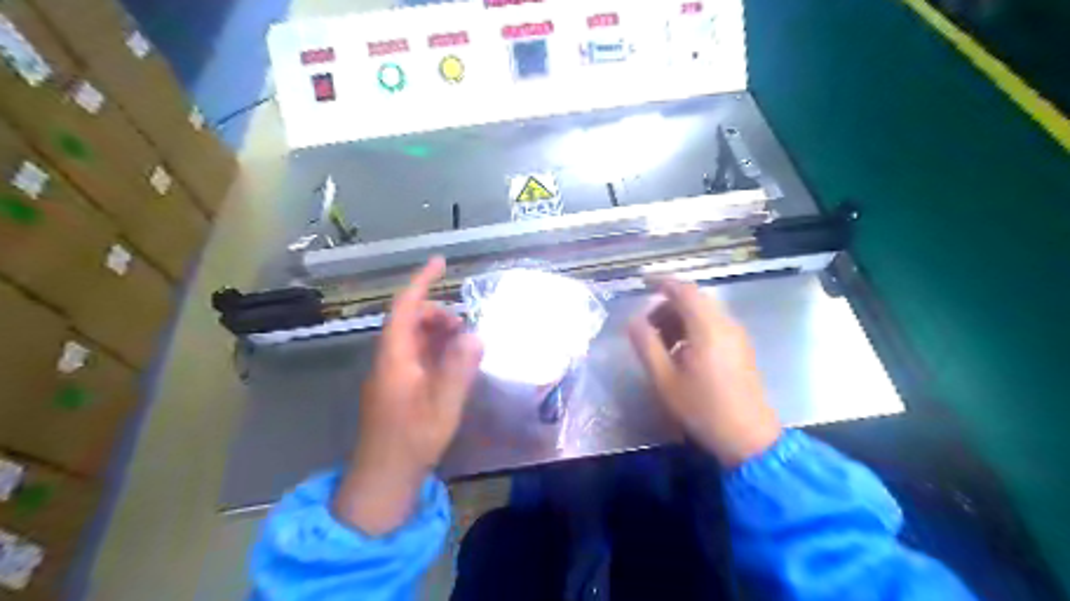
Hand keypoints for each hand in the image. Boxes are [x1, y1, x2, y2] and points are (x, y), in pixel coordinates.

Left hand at [333, 258, 485, 534]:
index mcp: (395, 357)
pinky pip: (416, 356)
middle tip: (465, 324)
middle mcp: (389, 359)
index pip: (405, 307)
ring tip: (464, 343)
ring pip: (413, 339)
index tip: (440, 263)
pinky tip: (454, 364)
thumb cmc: (411, 441)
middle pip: (409, 321)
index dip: (422, 282)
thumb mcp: (442, 405)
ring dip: (438, 332)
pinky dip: (436, 350)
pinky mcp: (397, 388)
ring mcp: (391, 374)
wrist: (384, 478)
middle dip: (437, 313)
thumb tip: (475, 335)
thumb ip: (459, 368)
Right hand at [629, 279, 783, 466]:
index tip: (642, 283)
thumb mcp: (665, 380)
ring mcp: (737, 336)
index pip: (684, 290)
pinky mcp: (741, 349)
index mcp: (707, 328)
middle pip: (694, 300)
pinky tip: (681, 354)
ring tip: (661, 345)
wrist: (749, 438)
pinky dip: (693, 329)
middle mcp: (726, 324)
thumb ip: (646, 345)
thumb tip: (633, 321)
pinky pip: (713, 326)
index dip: (662, 282)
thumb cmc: (703, 409)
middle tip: (647, 327)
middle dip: (667, 307)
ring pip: (704, 313)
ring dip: (679, 319)